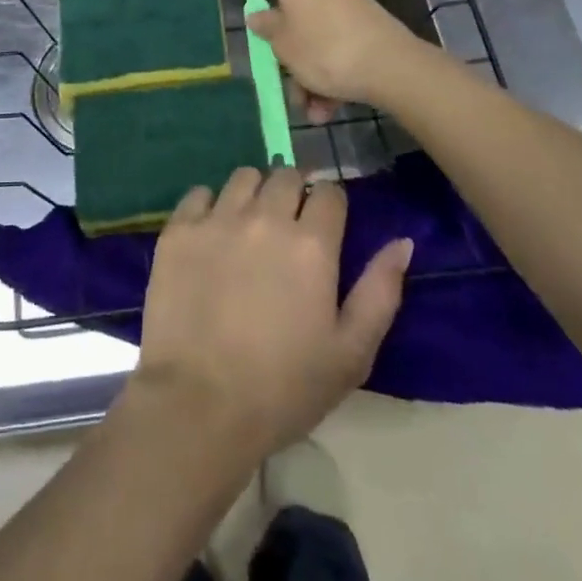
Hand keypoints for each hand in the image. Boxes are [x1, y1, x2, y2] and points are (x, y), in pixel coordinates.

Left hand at [129, 166, 412, 459]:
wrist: (199, 404)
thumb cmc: (283, 388)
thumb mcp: (351, 353)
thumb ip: (380, 291)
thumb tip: (402, 242)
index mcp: (311, 244)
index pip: (330, 193)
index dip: (331, 206)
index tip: (325, 227)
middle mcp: (265, 217)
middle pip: (285, 176)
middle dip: (294, 193)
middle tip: (288, 227)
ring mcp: (218, 218)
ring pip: (243, 177)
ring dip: (254, 192)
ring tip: (250, 225)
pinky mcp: (179, 229)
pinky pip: (199, 193)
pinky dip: (210, 205)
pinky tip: (212, 234)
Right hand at [247, 0, 432, 111]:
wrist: (392, 68)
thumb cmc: (324, 49)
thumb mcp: (283, 45)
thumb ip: (268, 28)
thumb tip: (258, 15)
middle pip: (298, 7)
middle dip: (289, 45)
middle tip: (283, 73)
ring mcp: (352, 5)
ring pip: (319, 35)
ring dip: (310, 71)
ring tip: (310, 107)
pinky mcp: (371, 27)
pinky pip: (341, 47)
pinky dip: (333, 74)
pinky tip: (329, 108)